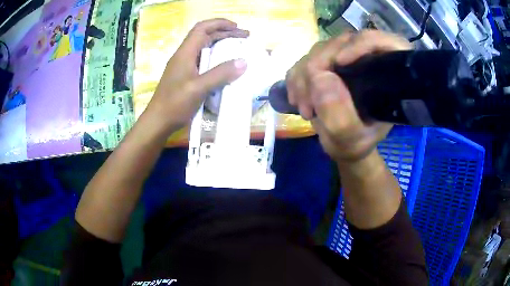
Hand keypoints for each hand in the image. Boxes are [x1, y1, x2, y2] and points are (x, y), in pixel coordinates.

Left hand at [145, 18, 248, 132]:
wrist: (158, 122)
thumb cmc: (175, 104)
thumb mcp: (199, 88)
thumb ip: (220, 74)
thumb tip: (243, 62)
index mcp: (185, 53)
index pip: (202, 29)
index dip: (219, 23)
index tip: (237, 27)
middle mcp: (184, 56)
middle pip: (205, 36)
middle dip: (224, 33)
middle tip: (244, 37)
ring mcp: (184, 66)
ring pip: (204, 49)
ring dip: (221, 45)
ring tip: (238, 49)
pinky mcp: (185, 77)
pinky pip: (203, 61)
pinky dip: (216, 59)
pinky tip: (224, 66)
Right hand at [286, 30, 410, 162]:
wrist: (343, 143)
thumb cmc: (356, 143)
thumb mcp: (352, 140)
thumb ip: (341, 118)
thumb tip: (320, 77)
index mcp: (389, 75)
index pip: (381, 43)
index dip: (360, 44)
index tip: (340, 62)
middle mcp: (369, 60)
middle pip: (343, 42)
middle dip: (319, 67)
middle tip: (309, 102)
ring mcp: (346, 57)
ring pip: (321, 48)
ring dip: (305, 76)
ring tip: (305, 108)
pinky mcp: (328, 61)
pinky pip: (306, 57)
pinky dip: (297, 77)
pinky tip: (297, 98)